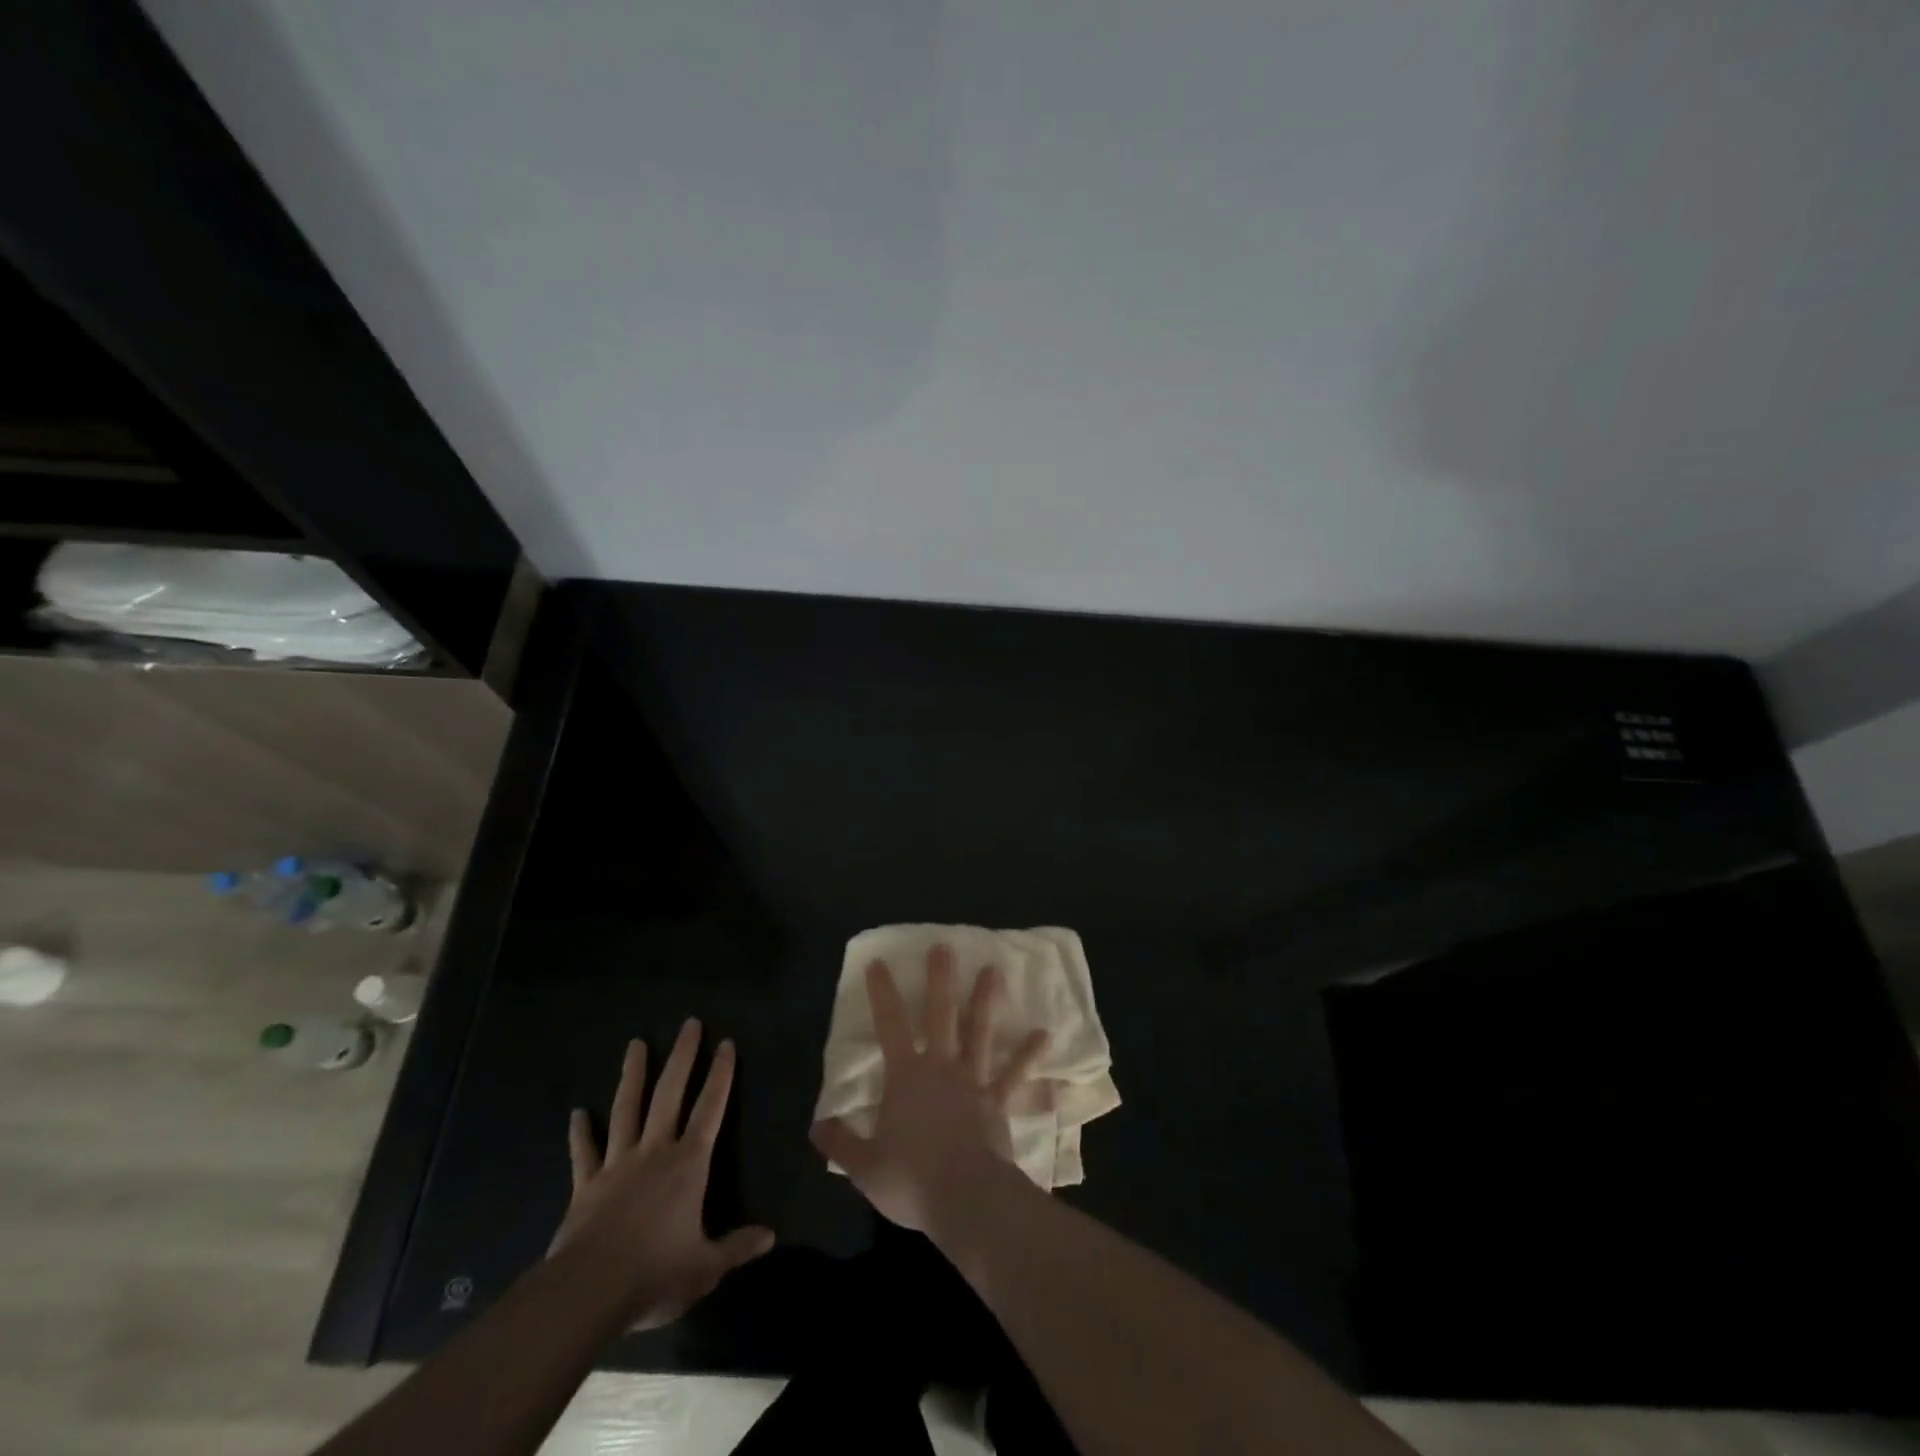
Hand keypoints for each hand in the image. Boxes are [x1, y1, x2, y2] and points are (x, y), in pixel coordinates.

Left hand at [550, 1019, 773, 1328]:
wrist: (587, 1292)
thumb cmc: (654, 1274)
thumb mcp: (706, 1267)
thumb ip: (737, 1247)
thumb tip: (770, 1236)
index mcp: (688, 1165)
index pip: (710, 1109)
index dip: (721, 1075)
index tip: (726, 1043)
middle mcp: (654, 1152)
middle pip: (670, 1094)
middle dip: (683, 1057)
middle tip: (690, 1023)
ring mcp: (617, 1165)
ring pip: (626, 1110)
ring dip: (633, 1076)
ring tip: (636, 1044)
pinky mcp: (585, 1186)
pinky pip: (583, 1153)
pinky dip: (580, 1133)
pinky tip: (577, 1113)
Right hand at [811, 944, 1049, 1235]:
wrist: (966, 1198)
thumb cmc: (912, 1179)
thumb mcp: (865, 1166)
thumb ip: (841, 1142)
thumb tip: (816, 1125)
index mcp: (905, 1076)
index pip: (889, 1025)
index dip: (882, 993)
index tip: (879, 963)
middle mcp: (940, 1067)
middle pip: (940, 1014)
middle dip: (940, 979)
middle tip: (944, 947)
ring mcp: (973, 1080)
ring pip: (979, 1031)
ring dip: (986, 1000)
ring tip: (994, 970)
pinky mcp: (998, 1101)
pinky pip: (1015, 1074)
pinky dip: (1029, 1055)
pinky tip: (1044, 1035)